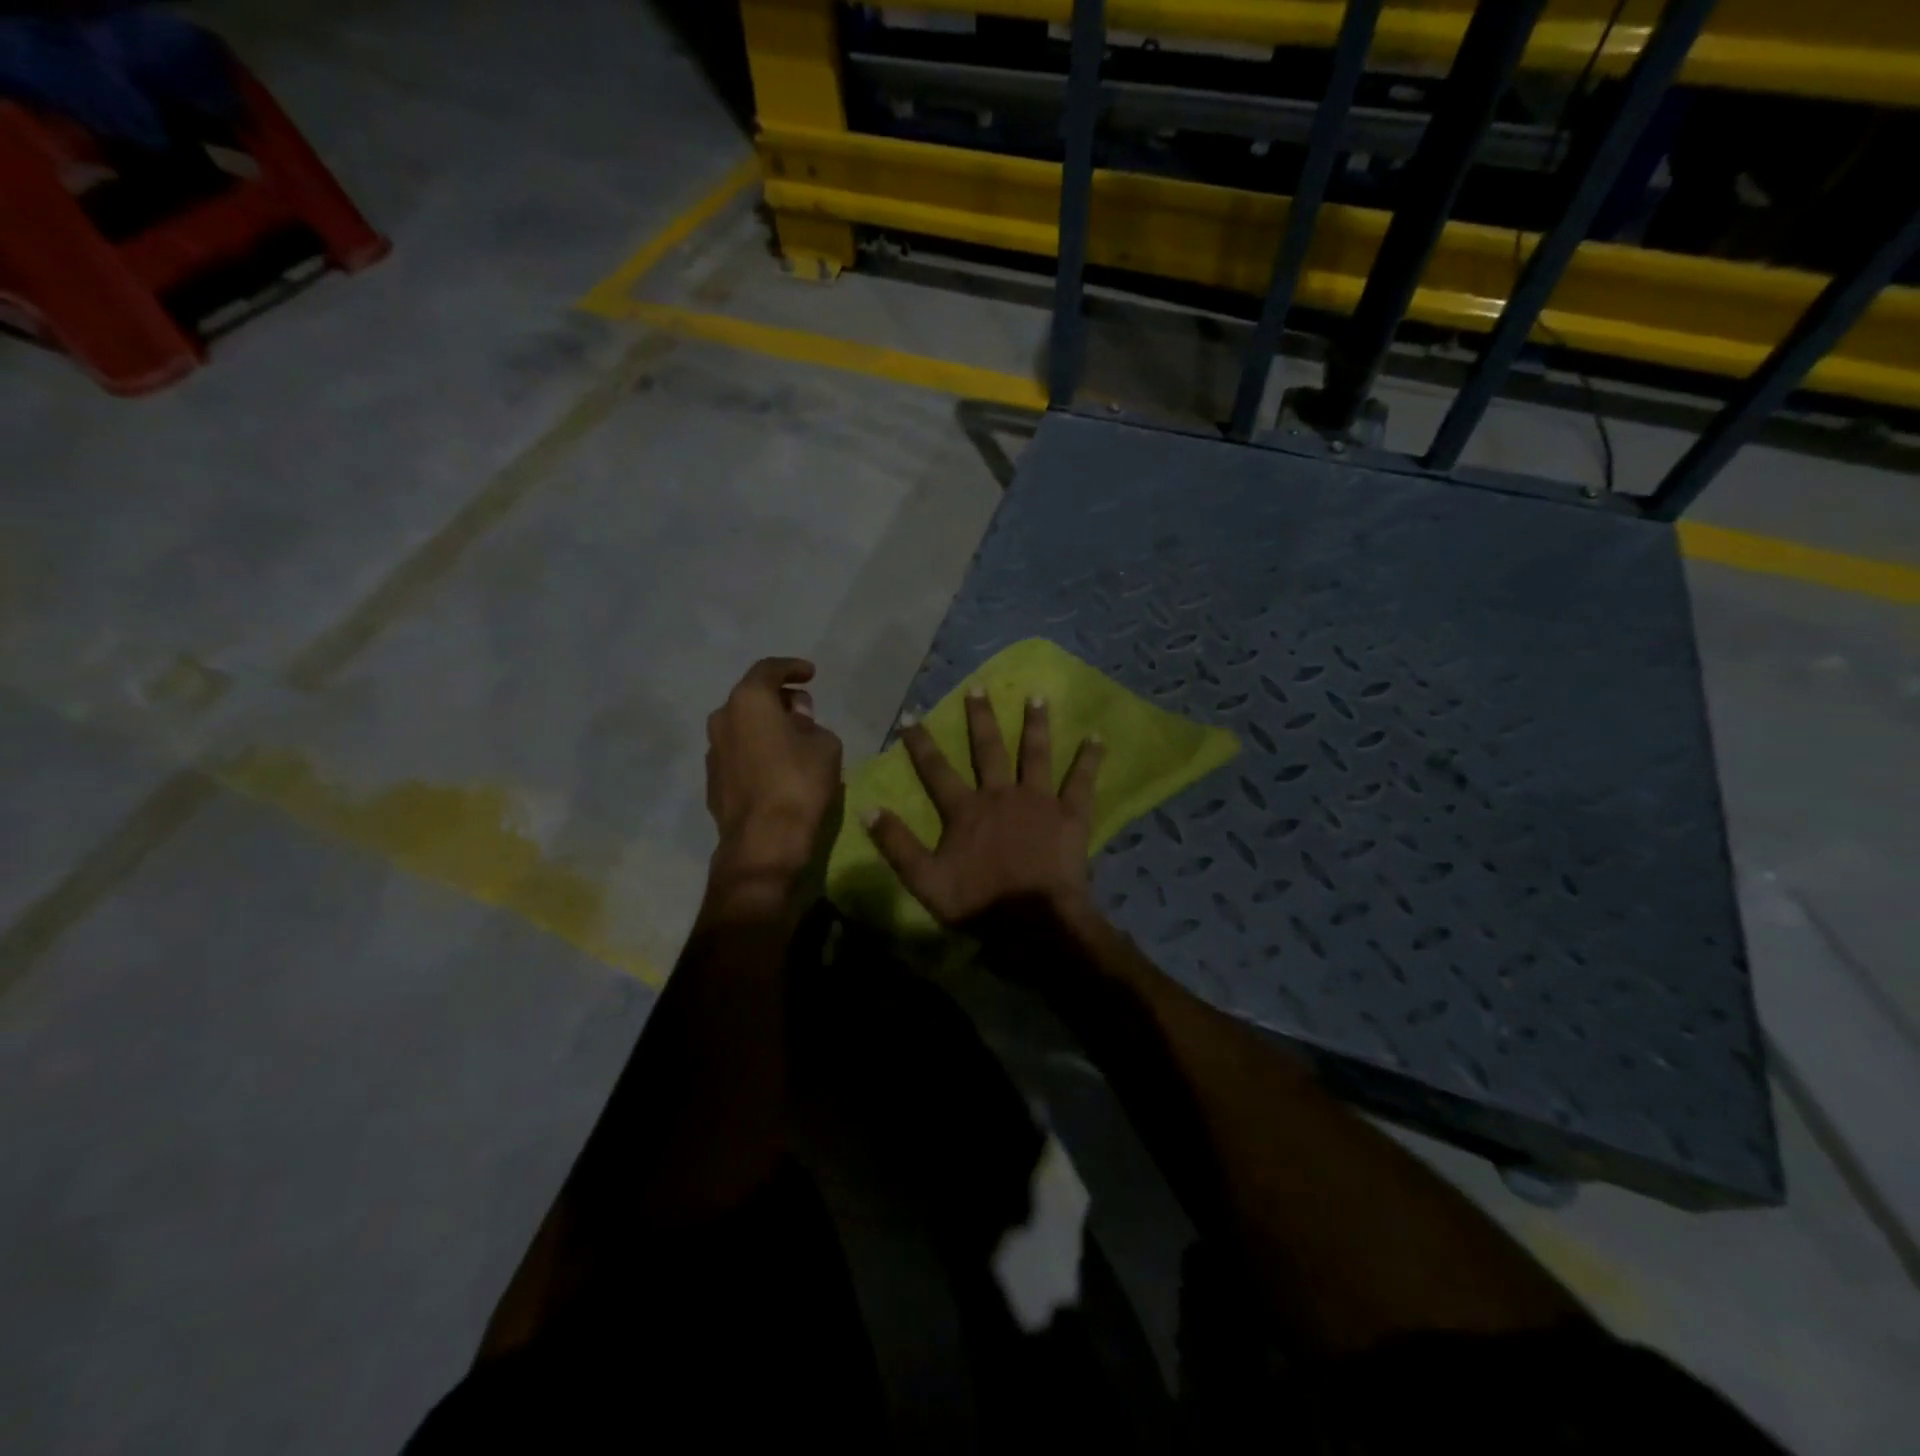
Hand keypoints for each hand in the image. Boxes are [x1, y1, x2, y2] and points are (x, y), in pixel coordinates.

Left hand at [705, 657, 843, 888]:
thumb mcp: (825, 744)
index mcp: (748, 701)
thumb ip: (811, 723)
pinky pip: (738, 754)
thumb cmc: (799, 782)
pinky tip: (777, 766)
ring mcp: (713, 752)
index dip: (792, 668)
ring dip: (765, 726)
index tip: (810, 673)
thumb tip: (797, 719)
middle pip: (751, 697)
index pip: (769, 670)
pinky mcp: (713, 782)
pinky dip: (757, 751)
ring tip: (792, 739)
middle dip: (779, 699)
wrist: (764, 842)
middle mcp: (722, 719)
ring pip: (742, 727)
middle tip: (804, 708)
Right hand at [864, 688, 1105, 925]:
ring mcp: (1039, 800)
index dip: (921, 743)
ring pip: (1035, 754)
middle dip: (981, 718)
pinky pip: (1081, 782)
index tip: (910, 715)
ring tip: (1037, 696)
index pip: (936, 770)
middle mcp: (1001, 794)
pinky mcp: (1070, 815)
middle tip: (978, 687)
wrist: (1034, 921)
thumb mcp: (924, 880)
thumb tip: (867, 809)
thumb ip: (897, 844)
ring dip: (1035, 724)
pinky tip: (1096, 737)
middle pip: (988, 749)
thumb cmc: (978, 903)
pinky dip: (1089, 759)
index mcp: (966, 810)